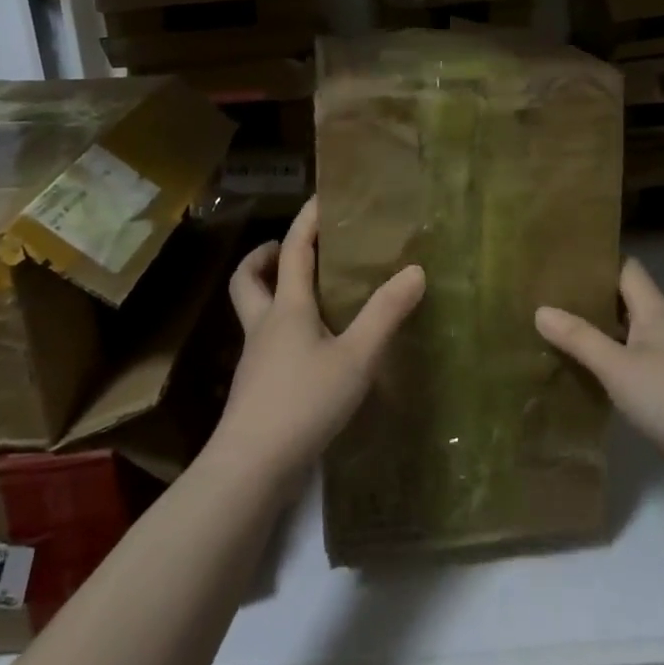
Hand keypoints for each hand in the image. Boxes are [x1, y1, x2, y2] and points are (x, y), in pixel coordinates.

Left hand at [212, 197, 425, 487]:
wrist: (252, 466)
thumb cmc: (304, 402)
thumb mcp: (356, 357)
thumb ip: (386, 315)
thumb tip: (415, 271)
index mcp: (287, 308)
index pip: (294, 250)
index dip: (307, 221)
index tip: (320, 198)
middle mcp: (264, 326)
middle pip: (248, 278)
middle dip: (265, 256)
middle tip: (290, 250)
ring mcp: (254, 358)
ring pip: (252, 311)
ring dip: (270, 291)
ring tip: (306, 295)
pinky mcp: (255, 387)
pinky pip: (264, 341)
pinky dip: (280, 328)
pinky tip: (308, 348)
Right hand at [536, 258, 663, 495]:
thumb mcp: (618, 365)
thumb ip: (579, 338)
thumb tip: (540, 309)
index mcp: (655, 310)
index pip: (626, 269)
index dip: (597, 260)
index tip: (559, 259)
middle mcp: (663, 329)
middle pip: (622, 302)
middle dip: (587, 299)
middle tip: (542, 296)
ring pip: (623, 337)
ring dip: (593, 334)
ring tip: (549, 330)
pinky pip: (628, 368)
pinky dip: (604, 366)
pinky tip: (576, 372)